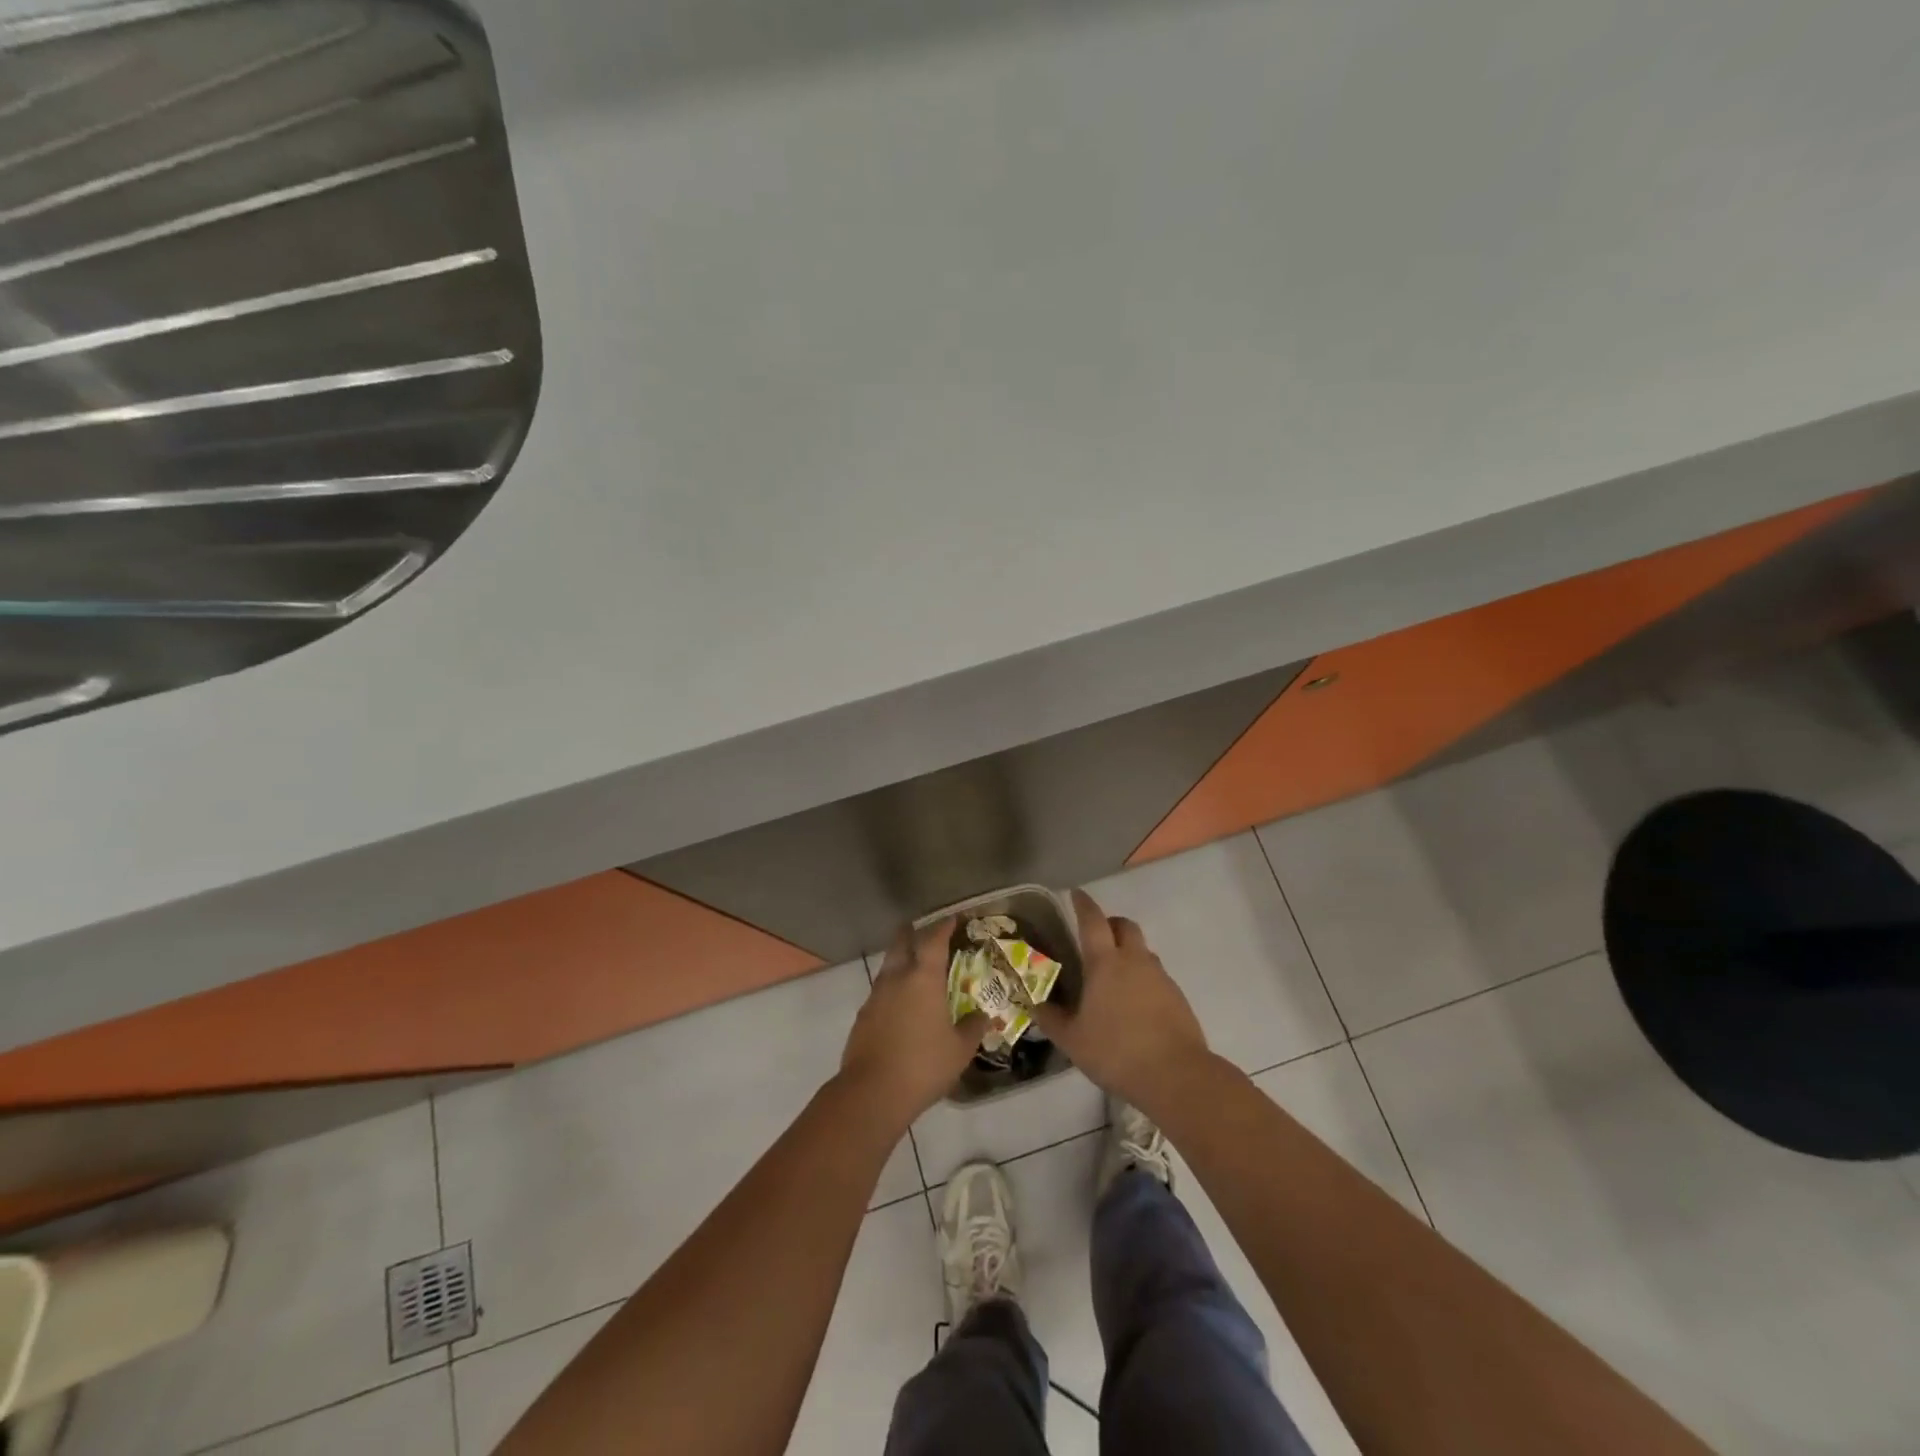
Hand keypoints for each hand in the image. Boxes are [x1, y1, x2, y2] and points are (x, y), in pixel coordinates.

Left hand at [839, 918, 988, 1128]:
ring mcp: (876, 996)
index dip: (944, 926)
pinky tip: (902, 1004)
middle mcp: (897, 978)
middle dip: (913, 933)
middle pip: (902, 942)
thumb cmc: (924, 1065)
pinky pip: (881, 990)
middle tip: (927, 934)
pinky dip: (893, 987)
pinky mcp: (863, 1015)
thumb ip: (973, 1028)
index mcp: (923, 978)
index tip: (953, 919)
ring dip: (902, 960)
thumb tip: (983, 1016)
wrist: (872, 1092)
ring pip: (889, 965)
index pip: (934, 940)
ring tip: (917, 970)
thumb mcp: (960, 1050)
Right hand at [1031, 889, 1211, 1113]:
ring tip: (1113, 975)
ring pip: (1142, 950)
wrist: (1176, 1076)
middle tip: (1096, 936)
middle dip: (1110, 923)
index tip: (1076, 894)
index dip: (1083, 904)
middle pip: (1125, 926)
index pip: (1093, 921)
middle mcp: (1134, 961)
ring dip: (1128, 951)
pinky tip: (1133, 1003)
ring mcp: (1160, 977)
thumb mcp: (1072, 1040)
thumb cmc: (1116, 1052)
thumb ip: (1051, 1019)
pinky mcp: (1177, 996)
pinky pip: (1155, 974)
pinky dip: (1142, 977)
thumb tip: (1035, 1005)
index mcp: (1105, 963)